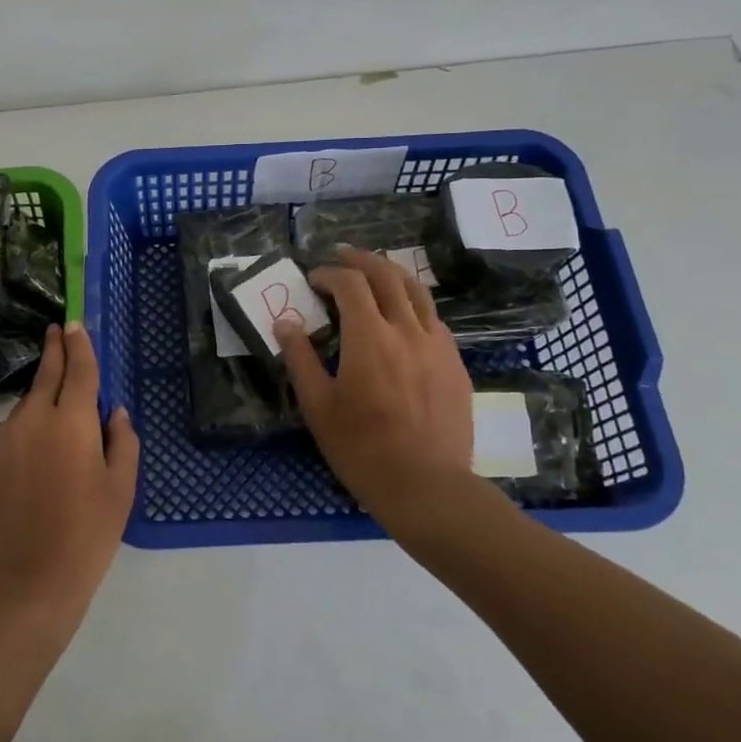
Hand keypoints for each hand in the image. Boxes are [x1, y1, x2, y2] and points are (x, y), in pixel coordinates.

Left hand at [0, 323, 139, 632]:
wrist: (28, 580)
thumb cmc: (88, 534)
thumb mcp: (121, 488)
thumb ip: (123, 441)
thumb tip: (114, 412)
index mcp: (72, 421)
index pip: (78, 370)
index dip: (79, 345)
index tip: (74, 325)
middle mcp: (34, 420)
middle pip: (45, 375)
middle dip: (54, 350)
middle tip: (57, 331)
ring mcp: (5, 439)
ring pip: (27, 405)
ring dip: (41, 395)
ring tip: (55, 405)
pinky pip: (12, 432)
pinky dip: (26, 427)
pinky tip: (36, 449)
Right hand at [276, 247, 482, 539]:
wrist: (426, 485)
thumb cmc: (361, 448)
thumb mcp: (317, 406)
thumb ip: (300, 358)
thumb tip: (285, 322)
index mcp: (369, 337)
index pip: (350, 284)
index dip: (330, 274)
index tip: (314, 279)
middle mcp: (407, 330)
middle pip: (388, 275)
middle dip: (362, 259)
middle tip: (342, 255)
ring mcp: (438, 345)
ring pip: (418, 292)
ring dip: (392, 274)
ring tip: (375, 272)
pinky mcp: (455, 364)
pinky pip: (434, 320)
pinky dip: (414, 305)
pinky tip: (404, 317)